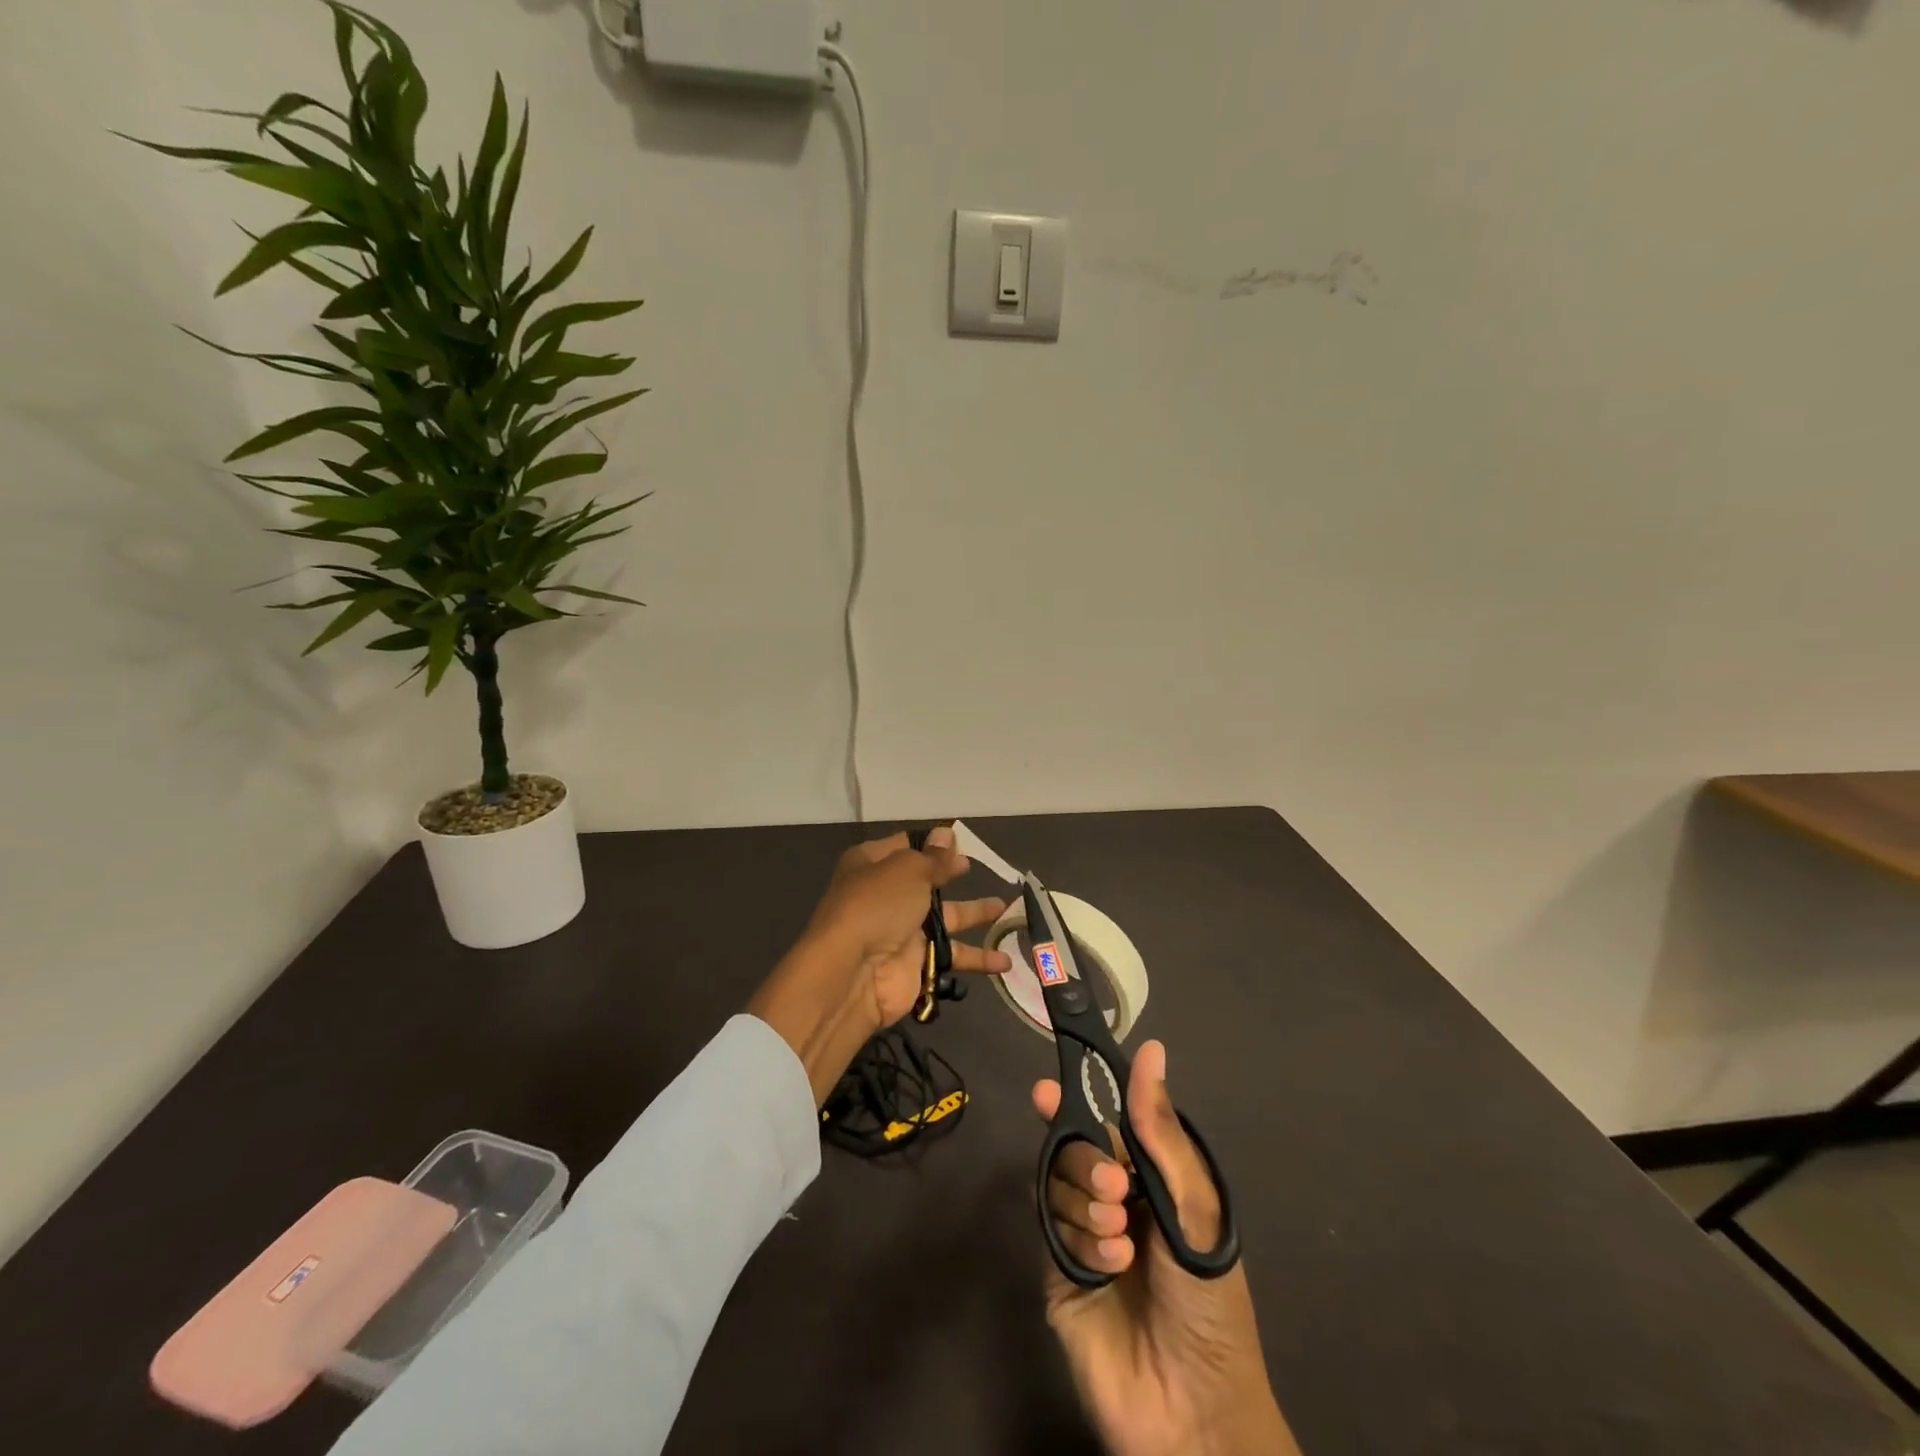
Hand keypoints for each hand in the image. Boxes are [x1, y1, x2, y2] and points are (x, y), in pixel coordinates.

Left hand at [749, 827, 1010, 1103]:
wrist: (852, 974)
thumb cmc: (877, 906)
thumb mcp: (908, 870)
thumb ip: (933, 857)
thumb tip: (946, 834)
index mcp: (872, 864)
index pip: (905, 846)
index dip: (931, 843)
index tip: (960, 840)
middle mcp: (886, 895)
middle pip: (926, 881)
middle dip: (950, 874)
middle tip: (976, 867)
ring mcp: (902, 931)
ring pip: (946, 920)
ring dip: (975, 914)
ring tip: (1008, 909)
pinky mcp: (917, 964)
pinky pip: (953, 956)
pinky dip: (979, 959)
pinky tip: (1006, 961)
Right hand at [1035, 1041, 1299, 1455]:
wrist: (1193, 1409)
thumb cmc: (1209, 1299)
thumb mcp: (1194, 1207)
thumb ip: (1160, 1129)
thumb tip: (1151, 1048)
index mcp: (1150, 1178)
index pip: (1106, 1121)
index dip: (1076, 1098)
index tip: (1046, 1088)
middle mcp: (1114, 1198)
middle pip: (1075, 1148)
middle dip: (1089, 1162)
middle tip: (1116, 1190)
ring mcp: (1084, 1233)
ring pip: (1060, 1184)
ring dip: (1089, 1206)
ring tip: (1121, 1242)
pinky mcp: (1060, 1271)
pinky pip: (1053, 1230)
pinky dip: (1081, 1242)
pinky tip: (1109, 1270)